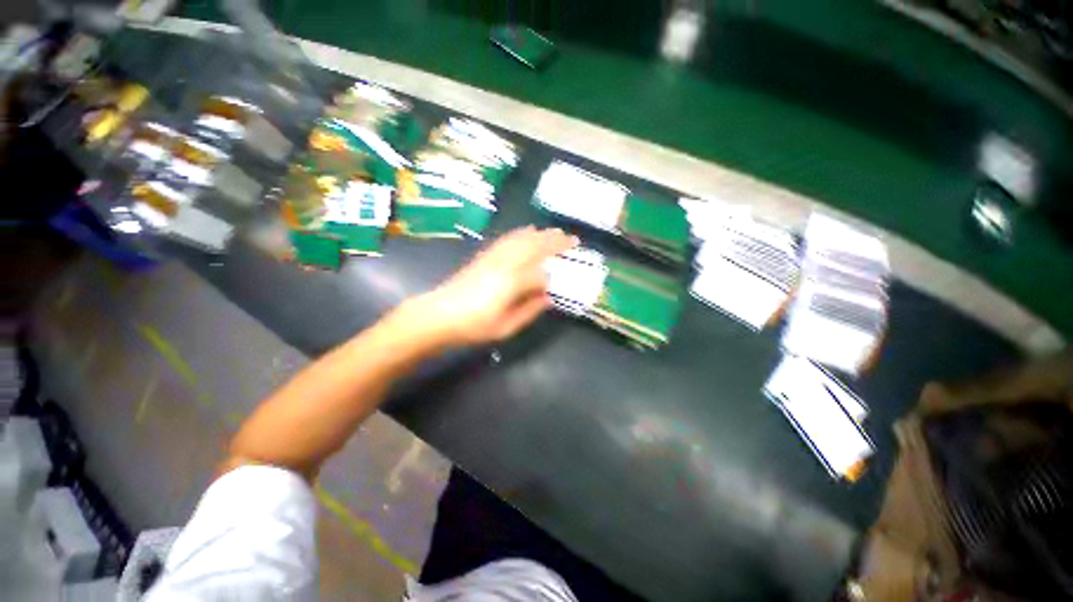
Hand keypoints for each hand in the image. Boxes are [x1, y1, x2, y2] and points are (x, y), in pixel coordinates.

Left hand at [410, 226, 576, 346]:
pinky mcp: (485, 255)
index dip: (555, 276)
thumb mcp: (506, 327)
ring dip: (542, 234)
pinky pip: (507, 239)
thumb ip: (530, 311)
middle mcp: (506, 264)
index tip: (565, 278)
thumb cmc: (474, 326)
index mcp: (513, 283)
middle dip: (555, 242)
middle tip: (573, 239)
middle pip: (535, 247)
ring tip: (556, 232)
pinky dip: (521, 233)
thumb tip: (549, 298)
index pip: (541, 273)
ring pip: (523, 239)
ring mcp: (494, 257)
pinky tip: (528, 231)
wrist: (439, 315)